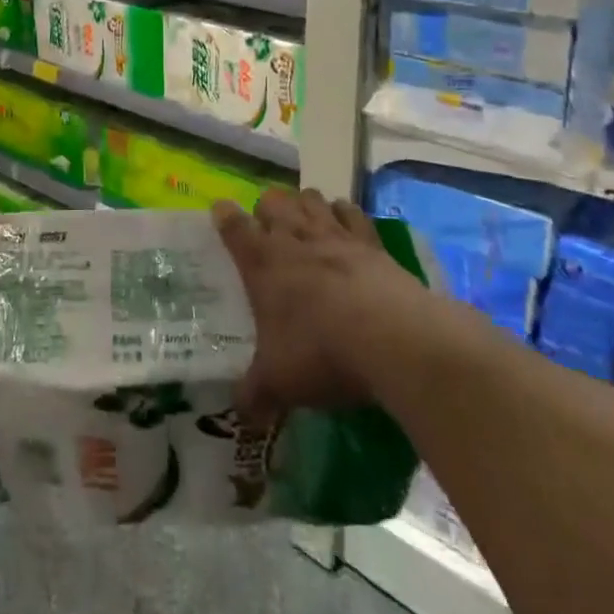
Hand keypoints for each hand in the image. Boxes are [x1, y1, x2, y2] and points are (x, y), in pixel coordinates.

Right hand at [215, 187, 417, 415]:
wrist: (393, 340)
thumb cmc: (321, 353)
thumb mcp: (278, 382)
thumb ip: (254, 394)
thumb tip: (241, 414)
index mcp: (262, 262)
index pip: (233, 225)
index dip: (224, 215)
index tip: (220, 211)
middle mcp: (294, 239)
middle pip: (273, 200)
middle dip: (267, 208)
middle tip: (268, 230)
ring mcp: (336, 236)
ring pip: (311, 199)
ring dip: (304, 205)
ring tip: (304, 221)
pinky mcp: (372, 243)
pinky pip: (352, 212)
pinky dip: (344, 213)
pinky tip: (345, 222)